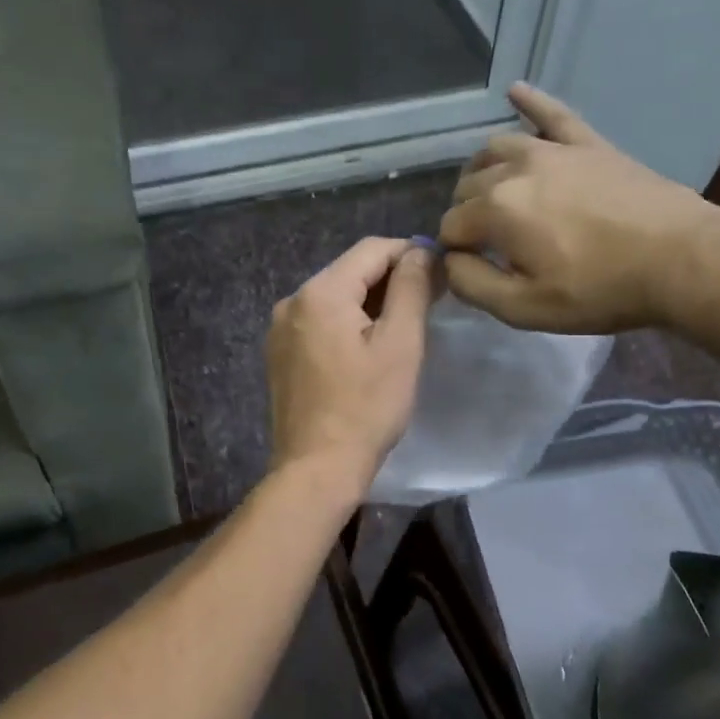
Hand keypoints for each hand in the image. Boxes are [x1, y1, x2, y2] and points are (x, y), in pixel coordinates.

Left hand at [267, 238, 434, 491]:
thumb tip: (418, 250)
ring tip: (402, 326)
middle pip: (350, 271)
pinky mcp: (279, 354)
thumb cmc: (366, 407)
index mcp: (320, 292)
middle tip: (428, 301)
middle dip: (389, 279)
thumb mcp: (400, 344)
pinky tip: (367, 349)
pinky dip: (346, 323)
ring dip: (369, 303)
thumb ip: (410, 288)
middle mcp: (292, 301)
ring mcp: (280, 329)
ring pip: (334, 297)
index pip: (371, 249)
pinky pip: (319, 322)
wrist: (316, 469)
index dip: (409, 253)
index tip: (440, 273)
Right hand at [438, 83, 719, 332]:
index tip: (478, 273)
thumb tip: (449, 260)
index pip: (450, 226)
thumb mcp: (524, 308)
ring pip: (495, 149)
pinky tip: (515, 90)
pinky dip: (530, 102)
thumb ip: (471, 284)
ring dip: (483, 173)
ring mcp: (553, 150)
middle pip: (466, 186)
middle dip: (467, 215)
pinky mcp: (589, 144)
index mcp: (495, 209)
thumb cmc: (600, 290)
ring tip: (494, 197)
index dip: (456, 253)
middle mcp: (514, 168)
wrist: (683, 260)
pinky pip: (552, 114)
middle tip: (492, 247)